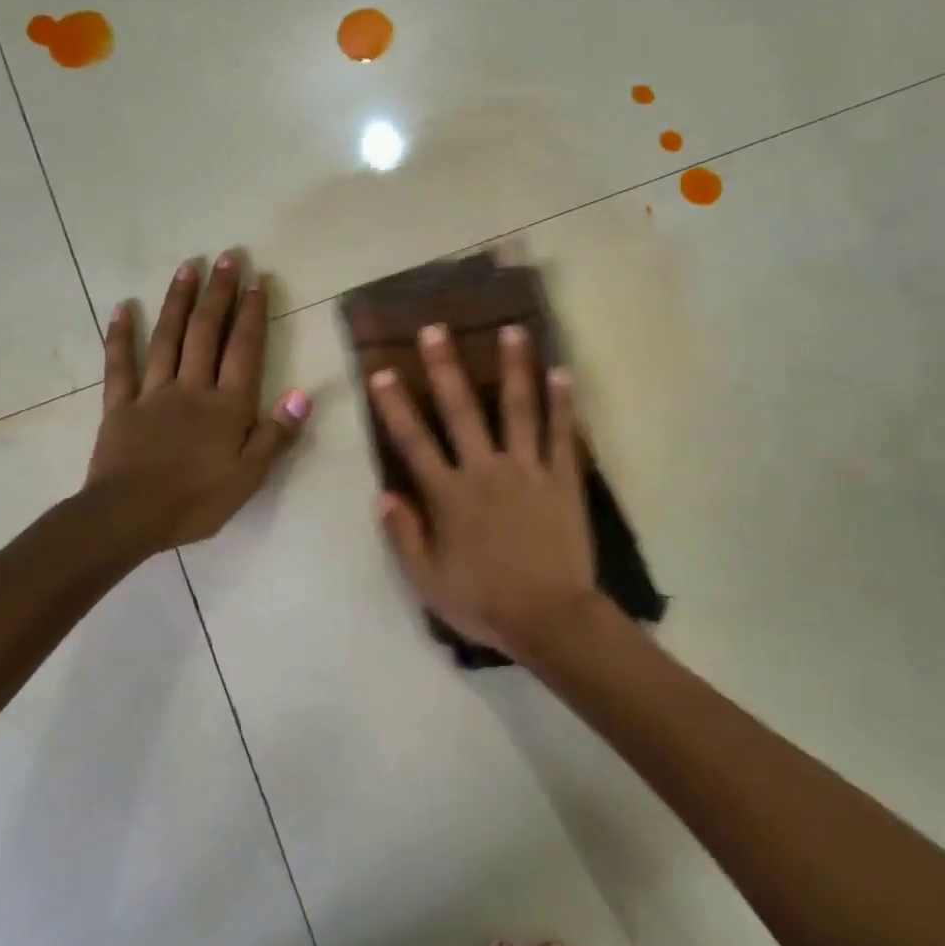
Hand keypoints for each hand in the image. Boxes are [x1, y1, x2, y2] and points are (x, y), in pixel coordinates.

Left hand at [85, 251, 309, 554]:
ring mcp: (152, 394)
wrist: (128, 517)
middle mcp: (192, 389)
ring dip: (178, 301)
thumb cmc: (196, 501)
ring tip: (187, 267)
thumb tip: (303, 393)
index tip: (258, 279)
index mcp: (227, 406)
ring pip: (167, 339)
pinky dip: (121, 335)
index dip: (252, 314)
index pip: (244, 350)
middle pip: (206, 333)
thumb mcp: (249, 476)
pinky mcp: (120, 406)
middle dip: (218, 293)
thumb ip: (276, 433)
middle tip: (227, 257)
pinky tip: (124, 307)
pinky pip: (120, 365)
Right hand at [370, 323, 596, 662]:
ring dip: (514, 367)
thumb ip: (404, 535)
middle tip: (437, 329)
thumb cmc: (483, 603)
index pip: (414, 442)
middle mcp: (485, 470)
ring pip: (518, 409)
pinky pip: (561, 434)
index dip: (395, 407)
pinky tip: (561, 373)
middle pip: (462, 411)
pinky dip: (562, 403)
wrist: (548, 616)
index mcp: (449, 495)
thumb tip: (384, 495)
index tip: (382, 373)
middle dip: (445, 368)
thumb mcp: (428, 581)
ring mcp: (528, 470)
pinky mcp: (563, 479)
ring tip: (513, 329)